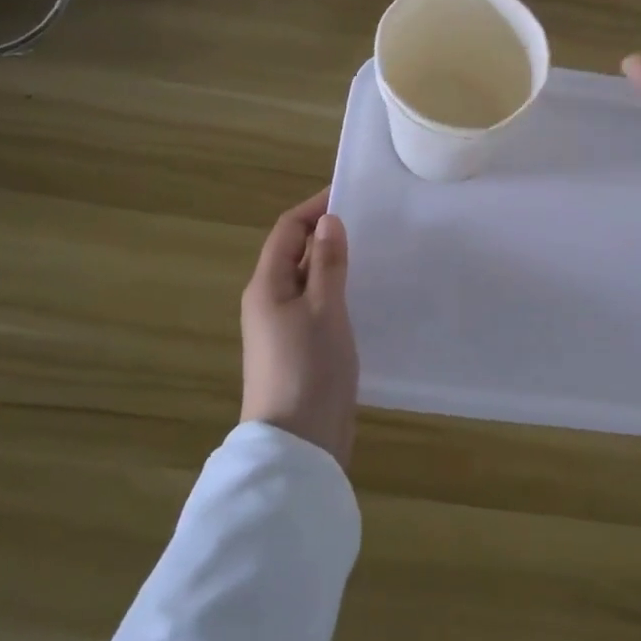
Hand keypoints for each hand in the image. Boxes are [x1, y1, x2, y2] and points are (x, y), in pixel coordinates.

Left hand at [239, 190, 358, 467]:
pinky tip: (365, 297)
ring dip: (334, 265)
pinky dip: (337, 293)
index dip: (315, 208)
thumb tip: (328, 221)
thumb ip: (327, 263)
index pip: (287, 231)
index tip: (350, 195)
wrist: (297, 444)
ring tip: (373, 254)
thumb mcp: (324, 309)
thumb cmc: (309, 369)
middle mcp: (269, 302)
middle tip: (370, 224)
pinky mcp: (299, 350)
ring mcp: (282, 329)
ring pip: (308, 282)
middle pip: (295, 254)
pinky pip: (316, 307)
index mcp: (266, 286)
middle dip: (327, 235)